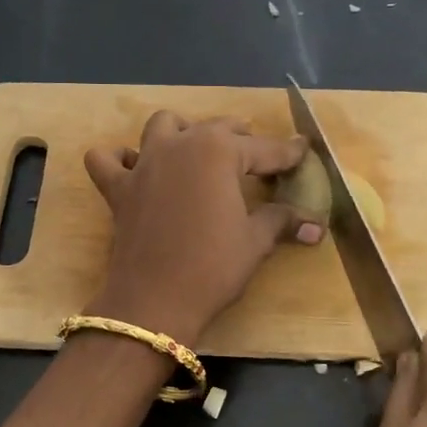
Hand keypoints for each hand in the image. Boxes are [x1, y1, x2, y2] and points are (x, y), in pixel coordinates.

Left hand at [84, 112, 323, 345]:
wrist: (155, 301)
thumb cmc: (213, 267)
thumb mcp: (255, 241)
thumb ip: (282, 221)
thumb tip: (317, 226)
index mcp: (218, 151)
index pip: (264, 149)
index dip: (287, 153)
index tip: (302, 151)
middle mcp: (180, 145)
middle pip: (216, 129)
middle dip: (241, 139)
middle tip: (259, 158)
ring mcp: (144, 163)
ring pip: (162, 126)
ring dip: (182, 131)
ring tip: (199, 150)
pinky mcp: (118, 188)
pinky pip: (108, 159)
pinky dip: (120, 158)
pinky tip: (136, 168)